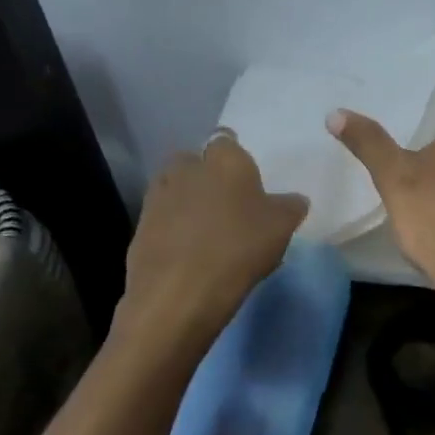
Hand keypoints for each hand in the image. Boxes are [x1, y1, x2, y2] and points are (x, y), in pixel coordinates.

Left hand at [113, 132, 308, 364]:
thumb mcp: (283, 227)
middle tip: (229, 202)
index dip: (237, 157)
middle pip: (194, 161)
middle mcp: (187, 169)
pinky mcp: (140, 229)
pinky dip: (174, 229)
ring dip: (188, 201)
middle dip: (207, 175)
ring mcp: (158, 198)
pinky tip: (192, 253)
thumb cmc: (240, 247)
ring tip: (209, 230)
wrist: (180, 293)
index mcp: (224, 160)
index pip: (227, 140)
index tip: (248, 179)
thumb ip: (291, 207)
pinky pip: (162, 219)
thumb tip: (294, 200)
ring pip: (175, 188)